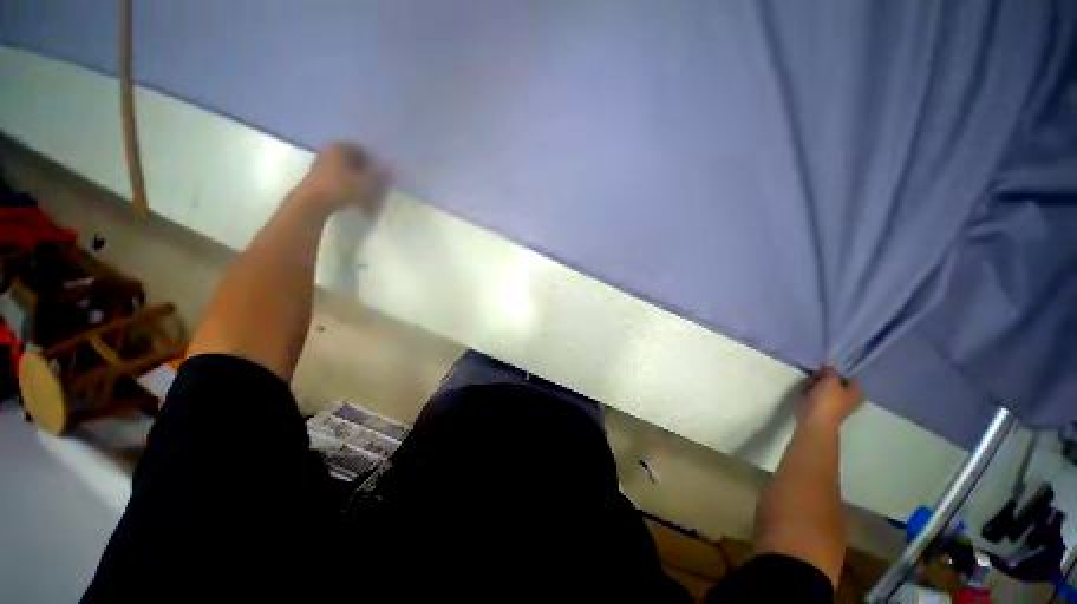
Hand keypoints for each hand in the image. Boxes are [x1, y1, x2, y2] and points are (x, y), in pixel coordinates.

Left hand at [289, 142, 388, 214]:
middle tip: (376, 184)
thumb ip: (379, 175)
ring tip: (367, 194)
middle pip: (352, 161)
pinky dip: (347, 187)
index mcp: (339, 147)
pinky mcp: (317, 179)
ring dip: (357, 181)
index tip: (382, 173)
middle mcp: (328, 152)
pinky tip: (355, 199)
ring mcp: (320, 165)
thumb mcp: (366, 183)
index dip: (374, 162)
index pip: (362, 150)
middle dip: (365, 172)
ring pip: (345, 171)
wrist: (312, 202)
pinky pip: (338, 180)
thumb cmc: (341, 188)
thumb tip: (389, 170)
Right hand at [799, 364, 862, 428]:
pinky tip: (806, 386)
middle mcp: (848, 397)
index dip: (840, 367)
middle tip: (816, 370)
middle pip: (837, 380)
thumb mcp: (831, 381)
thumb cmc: (828, 400)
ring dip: (816, 381)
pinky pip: (817, 392)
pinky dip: (811, 388)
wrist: (815, 420)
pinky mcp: (821, 404)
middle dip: (825, 374)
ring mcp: (834, 401)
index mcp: (856, 392)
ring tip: (809, 379)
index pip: (851, 375)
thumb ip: (831, 370)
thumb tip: (830, 361)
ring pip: (825, 386)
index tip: (828, 361)